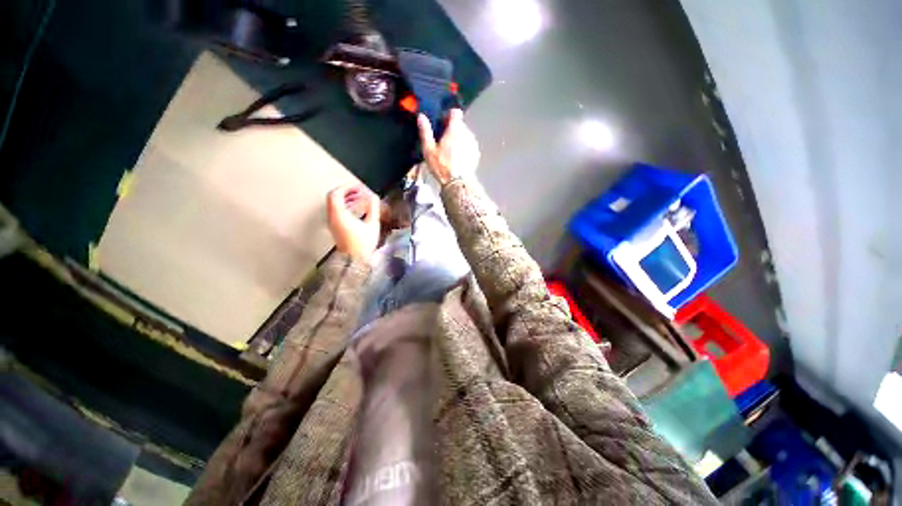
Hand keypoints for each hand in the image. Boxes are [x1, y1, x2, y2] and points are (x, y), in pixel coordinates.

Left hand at [326, 184, 380, 261]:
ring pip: (334, 204)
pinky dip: (344, 205)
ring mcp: (332, 222)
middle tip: (358, 190)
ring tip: (358, 197)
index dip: (347, 187)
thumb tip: (374, 197)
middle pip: (333, 197)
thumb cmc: (363, 244)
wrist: (354, 260)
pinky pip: (336, 211)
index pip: (336, 194)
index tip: (357, 185)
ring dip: (345, 198)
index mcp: (339, 215)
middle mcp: (332, 217)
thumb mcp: (372, 225)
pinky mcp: (335, 227)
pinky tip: (355, 208)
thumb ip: (374, 209)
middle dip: (346, 191)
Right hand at [418, 109, 480, 184]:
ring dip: (459, 140)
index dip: (448, 116)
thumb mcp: (429, 149)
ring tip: (450, 152)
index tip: (442, 124)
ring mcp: (473, 144)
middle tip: (443, 141)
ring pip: (465, 136)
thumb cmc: (442, 166)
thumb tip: (421, 117)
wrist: (457, 183)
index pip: (455, 112)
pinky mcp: (476, 154)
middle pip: (460, 125)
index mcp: (455, 129)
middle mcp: (467, 133)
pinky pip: (469, 146)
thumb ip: (425, 131)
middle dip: (452, 130)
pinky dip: (464, 149)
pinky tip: (457, 159)